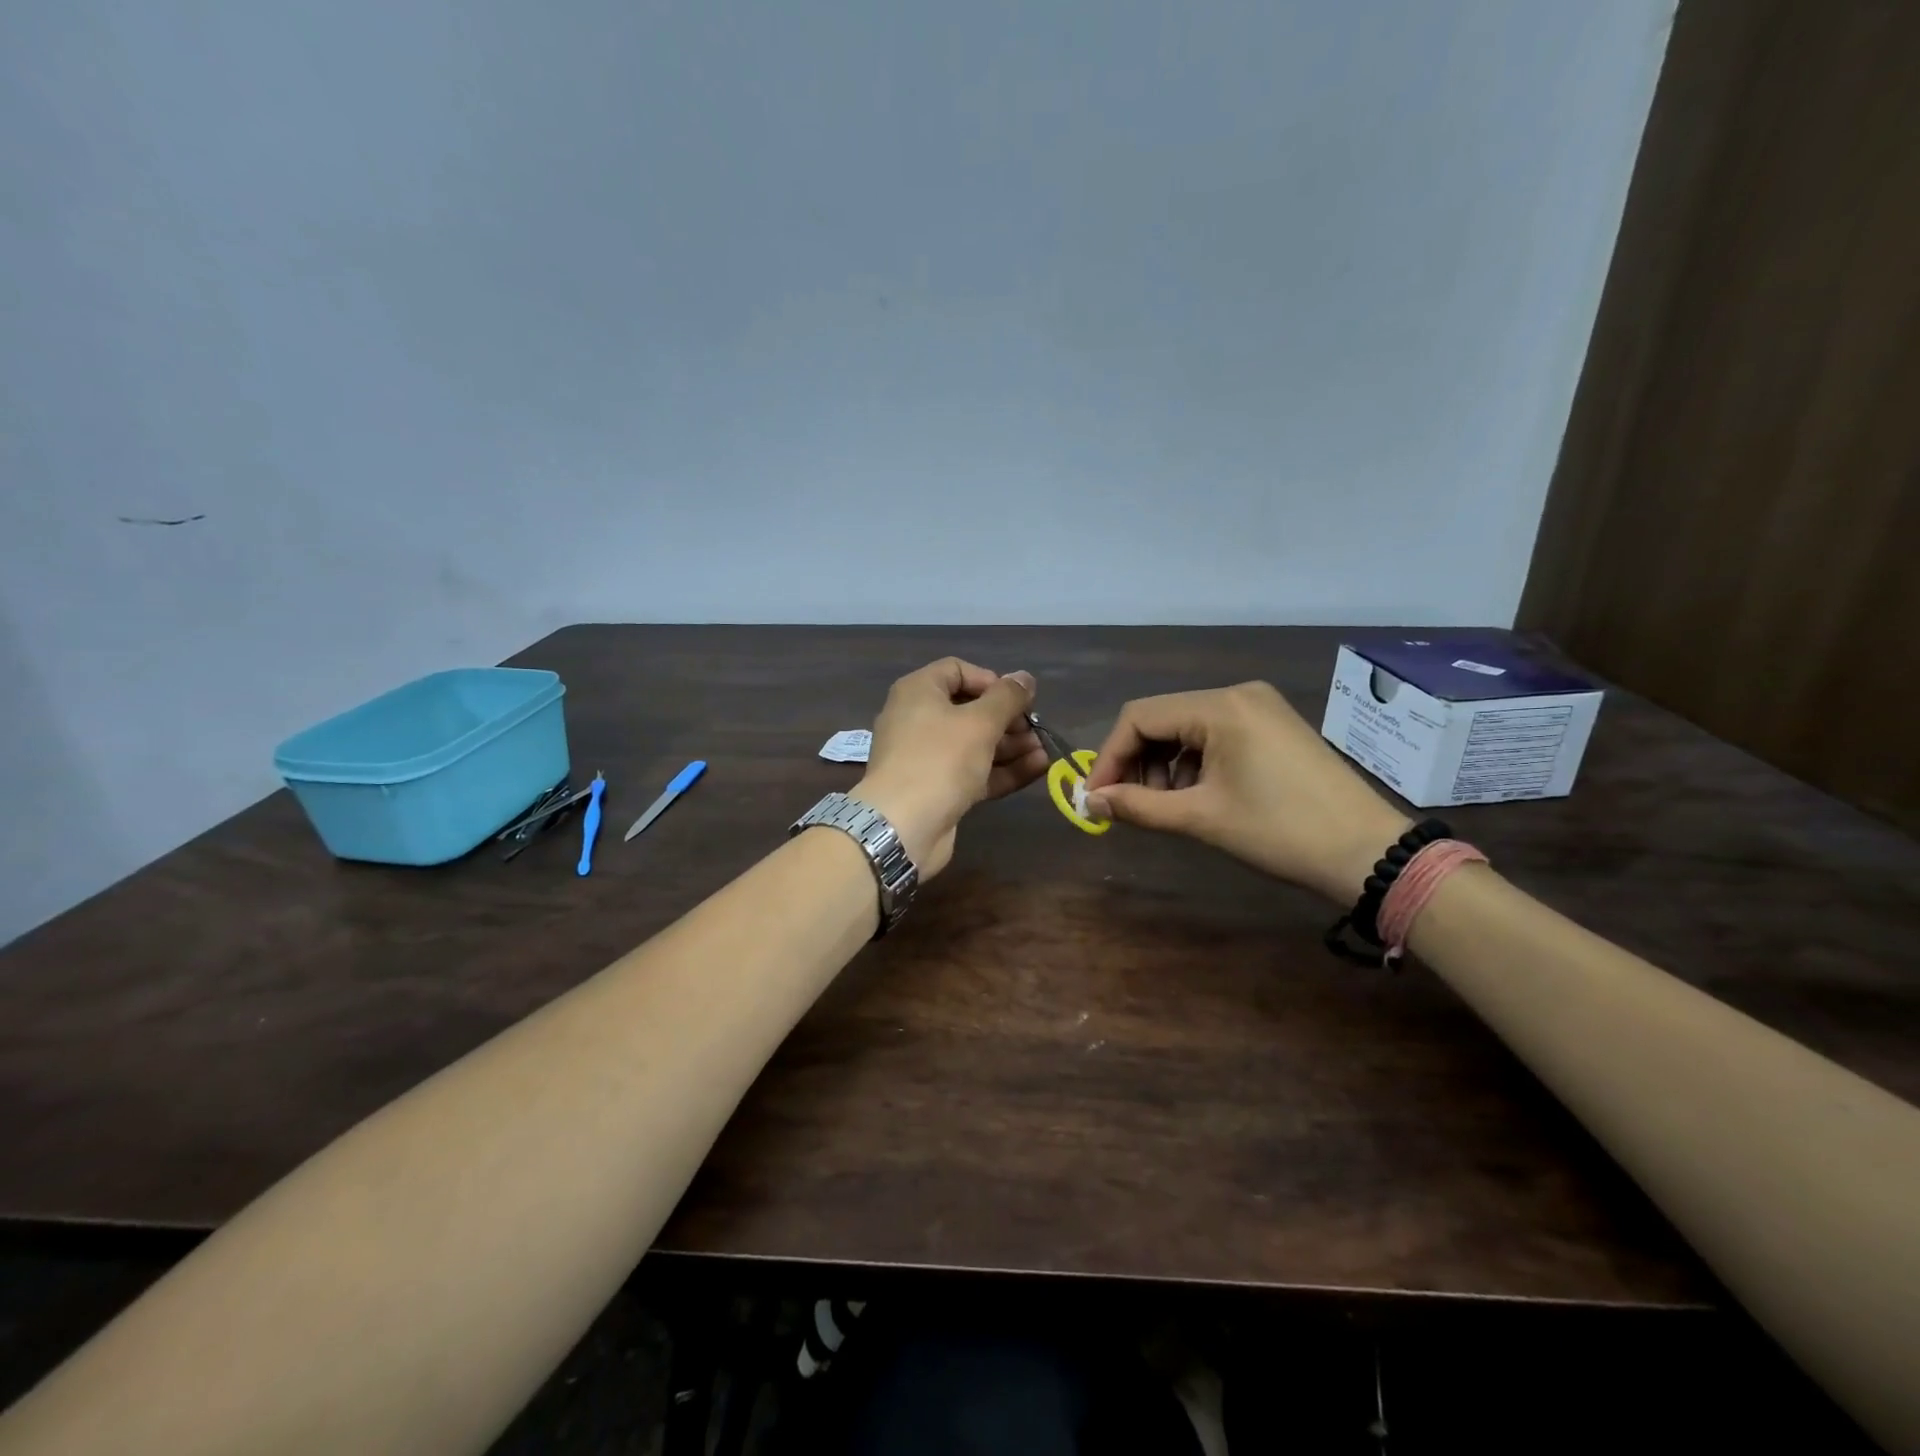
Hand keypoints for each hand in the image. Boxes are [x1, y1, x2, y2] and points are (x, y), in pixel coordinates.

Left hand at [852, 658, 1048, 877]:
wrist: (902, 826)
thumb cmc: (939, 760)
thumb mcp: (979, 722)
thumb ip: (1007, 698)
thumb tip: (1024, 678)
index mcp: (918, 692)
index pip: (957, 670)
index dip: (991, 681)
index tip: (1017, 699)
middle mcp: (918, 719)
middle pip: (969, 709)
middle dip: (1007, 719)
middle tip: (1036, 729)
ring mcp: (927, 757)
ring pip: (974, 744)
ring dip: (1010, 746)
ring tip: (1044, 751)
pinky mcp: (938, 789)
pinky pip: (973, 772)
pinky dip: (1002, 770)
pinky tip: (1037, 770)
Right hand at [1081, 681, 1411, 902]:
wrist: (1368, 852)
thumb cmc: (1280, 832)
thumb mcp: (1201, 818)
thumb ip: (1138, 807)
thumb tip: (1090, 803)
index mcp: (1220, 707)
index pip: (1140, 717)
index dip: (1110, 757)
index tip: (1097, 798)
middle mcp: (1237, 695)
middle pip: (1161, 719)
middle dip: (1137, 763)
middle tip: (1129, 807)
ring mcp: (1259, 708)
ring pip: (1186, 729)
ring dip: (1163, 766)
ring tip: (1165, 807)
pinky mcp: (1272, 726)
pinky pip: (1214, 736)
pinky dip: (1193, 764)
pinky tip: (1196, 796)